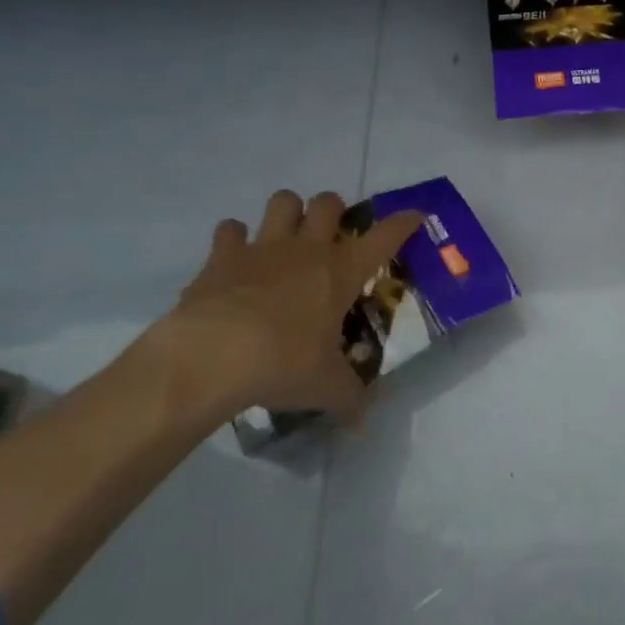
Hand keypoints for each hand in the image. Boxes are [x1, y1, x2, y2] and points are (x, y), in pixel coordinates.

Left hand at [144, 189, 423, 425]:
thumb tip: (364, 423)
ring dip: (288, 213)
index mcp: (343, 271)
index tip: (414, 216)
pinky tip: (235, 259)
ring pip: (283, 201)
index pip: (386, 235)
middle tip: (330, 236)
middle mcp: (308, 248)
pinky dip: (234, 239)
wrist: (211, 358)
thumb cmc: (282, 364)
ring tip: (285, 237)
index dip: (404, 222)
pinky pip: (230, 230)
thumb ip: (350, 399)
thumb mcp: (326, 388)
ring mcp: (264, 247)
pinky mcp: (222, 256)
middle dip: (333, 211)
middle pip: (329, 203)